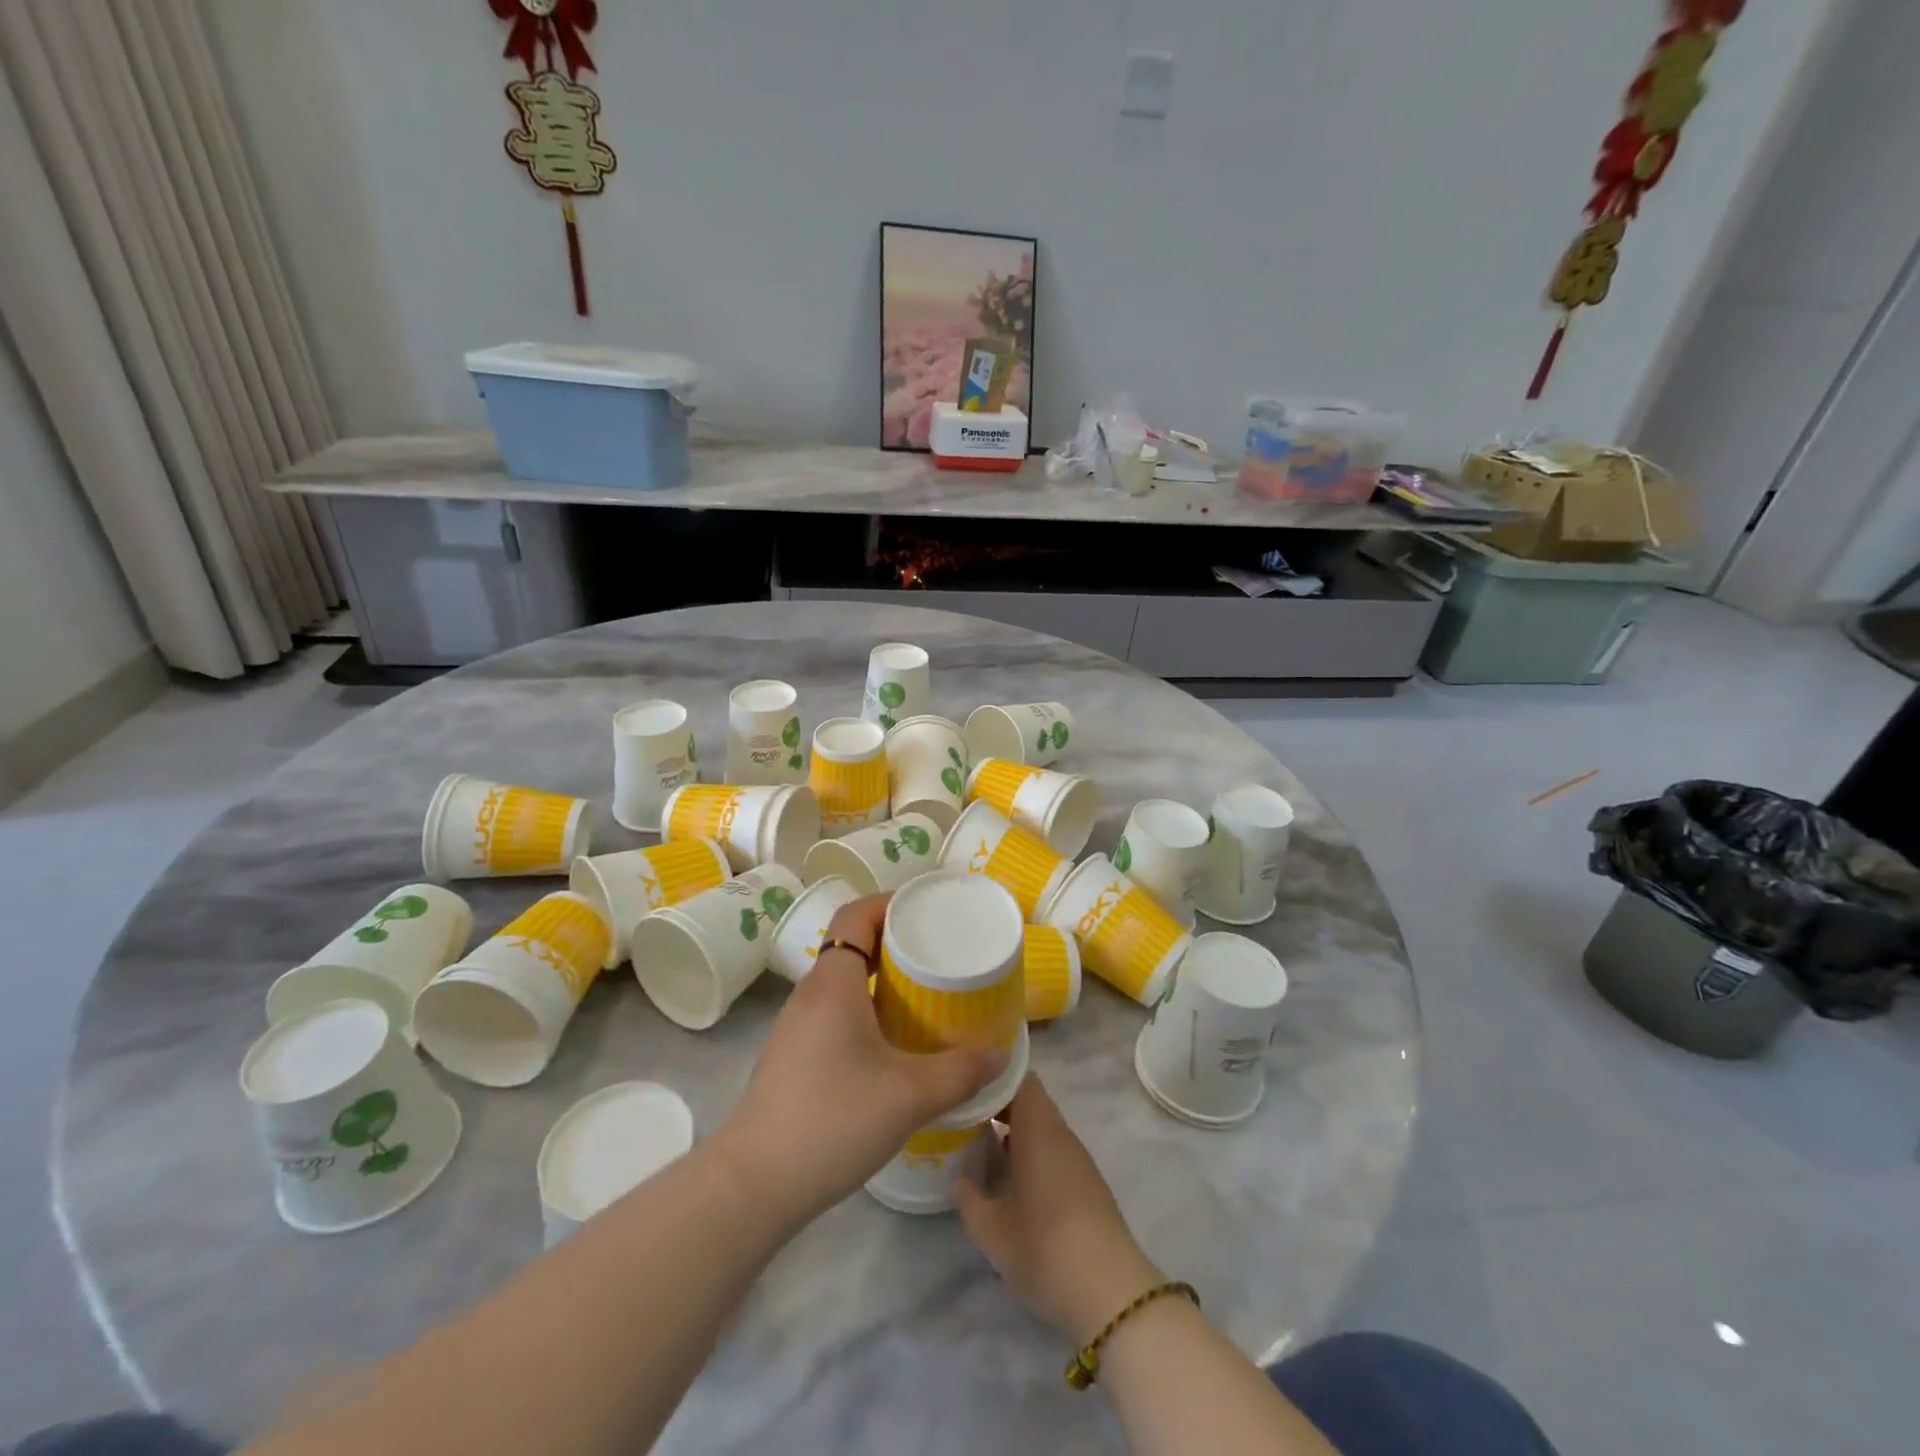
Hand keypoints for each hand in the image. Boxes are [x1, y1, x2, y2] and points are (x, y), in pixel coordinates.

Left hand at [714, 895, 1006, 1228]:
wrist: (754, 1184)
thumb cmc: (833, 1119)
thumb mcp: (909, 1095)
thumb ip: (961, 1072)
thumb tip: (1001, 1054)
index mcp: (833, 982)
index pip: (856, 914)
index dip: (890, 904)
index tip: (928, 915)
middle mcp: (811, 994)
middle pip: (852, 945)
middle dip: (895, 943)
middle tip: (938, 959)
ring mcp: (796, 1027)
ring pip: (843, 983)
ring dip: (881, 981)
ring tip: (923, 999)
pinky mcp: (793, 1056)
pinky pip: (834, 1013)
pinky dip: (865, 1011)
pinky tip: (891, 1046)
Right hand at [956, 1076, 1161, 1343]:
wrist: (1110, 1294)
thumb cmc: (1044, 1248)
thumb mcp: (991, 1230)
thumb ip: (968, 1197)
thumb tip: (961, 1177)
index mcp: (1038, 1127)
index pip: (1019, 1076)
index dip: (992, 1074)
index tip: (965, 1082)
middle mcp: (1060, 1133)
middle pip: (1029, 1100)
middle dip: (997, 1103)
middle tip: (963, 1114)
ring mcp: (1077, 1158)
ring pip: (1041, 1126)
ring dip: (1013, 1130)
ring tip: (980, 1144)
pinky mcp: (1087, 1183)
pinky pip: (1053, 1149)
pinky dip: (1030, 1151)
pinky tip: (1011, 1178)